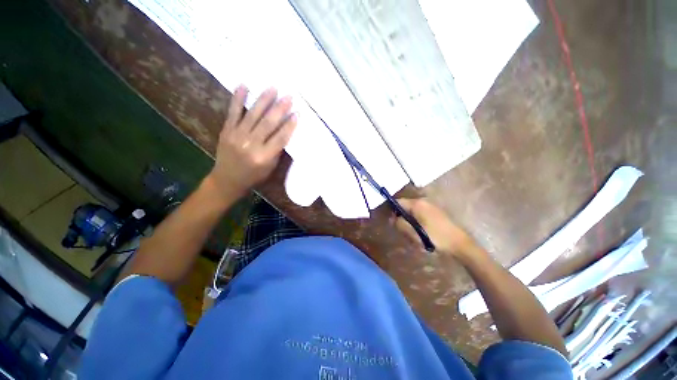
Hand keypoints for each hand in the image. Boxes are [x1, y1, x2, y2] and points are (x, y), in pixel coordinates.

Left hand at [208, 86, 296, 196]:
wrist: (227, 179)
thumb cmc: (254, 175)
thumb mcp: (270, 167)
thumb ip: (277, 150)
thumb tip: (284, 131)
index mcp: (264, 157)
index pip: (280, 138)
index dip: (289, 125)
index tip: (297, 113)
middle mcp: (251, 145)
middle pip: (268, 124)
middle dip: (280, 109)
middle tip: (288, 97)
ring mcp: (237, 136)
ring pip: (253, 115)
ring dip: (263, 100)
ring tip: (273, 88)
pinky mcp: (226, 130)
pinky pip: (233, 112)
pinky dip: (238, 99)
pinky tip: (244, 86)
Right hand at [395, 198, 476, 256]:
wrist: (459, 243)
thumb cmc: (435, 237)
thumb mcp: (414, 233)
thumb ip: (401, 224)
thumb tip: (392, 218)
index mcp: (417, 204)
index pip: (398, 202)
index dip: (392, 210)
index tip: (392, 222)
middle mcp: (423, 201)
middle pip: (405, 206)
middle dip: (402, 217)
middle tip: (404, 230)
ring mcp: (430, 206)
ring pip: (412, 210)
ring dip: (410, 220)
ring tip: (414, 233)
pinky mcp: (435, 211)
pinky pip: (420, 213)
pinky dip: (417, 221)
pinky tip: (422, 232)